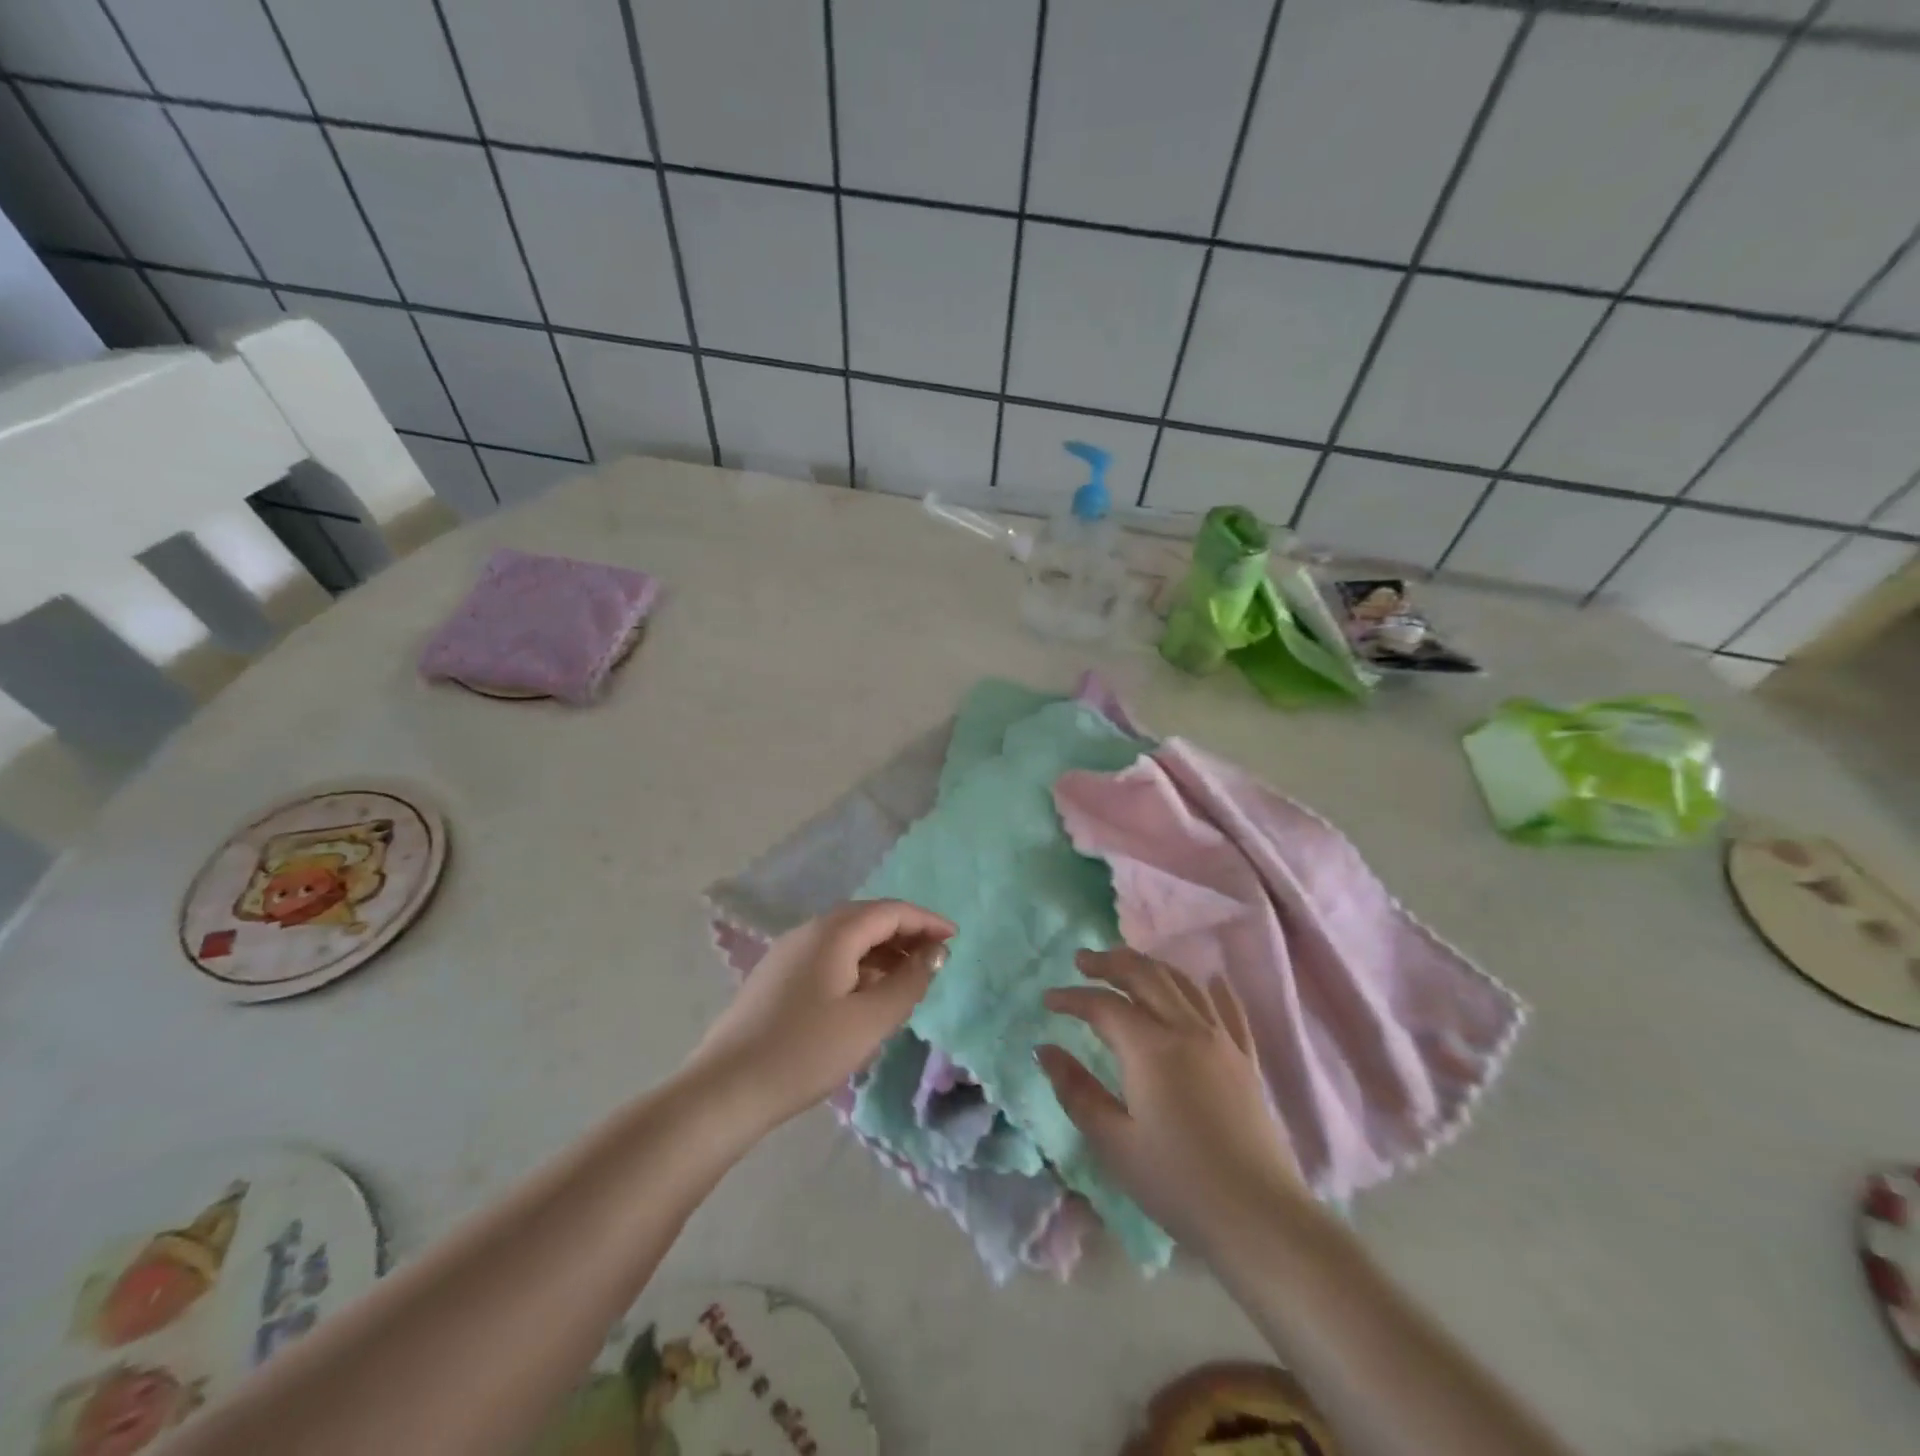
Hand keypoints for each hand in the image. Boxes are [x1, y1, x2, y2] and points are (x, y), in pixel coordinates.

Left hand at [688, 900, 953, 1131]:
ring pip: (846, 938)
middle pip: (867, 919)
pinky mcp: (777, 976)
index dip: (926, 921)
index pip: (890, 911)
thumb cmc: (806, 1052)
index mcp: (833, 933)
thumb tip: (935, 952)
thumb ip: (909, 982)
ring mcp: (788, 953)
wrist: (726, 1090)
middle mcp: (809, 931)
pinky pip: (828, 956)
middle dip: (905, 933)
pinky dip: (857, 965)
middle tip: (935, 957)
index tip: (955, 938)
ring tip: (908, 978)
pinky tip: (867, 994)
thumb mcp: (869, 1021)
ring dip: (881, 950)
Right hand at [1038, 949, 1302, 1251]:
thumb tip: (1045, 1050)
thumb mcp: (1115, 1143)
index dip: (1072, 998)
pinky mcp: (1246, 1060)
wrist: (1259, 1218)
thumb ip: (1077, 1091)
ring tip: (1128, 966)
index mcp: (1150, 1048)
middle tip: (1082, 960)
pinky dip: (1213, 989)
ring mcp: (1222, 1041)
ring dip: (1151, 967)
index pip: (1103, 1005)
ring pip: (1183, 984)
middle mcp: (1186, 1030)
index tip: (1047, 1000)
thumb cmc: (1177, 1183)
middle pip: (1145, 976)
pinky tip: (1210, 980)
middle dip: (1110, 962)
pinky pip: (1229, 1010)